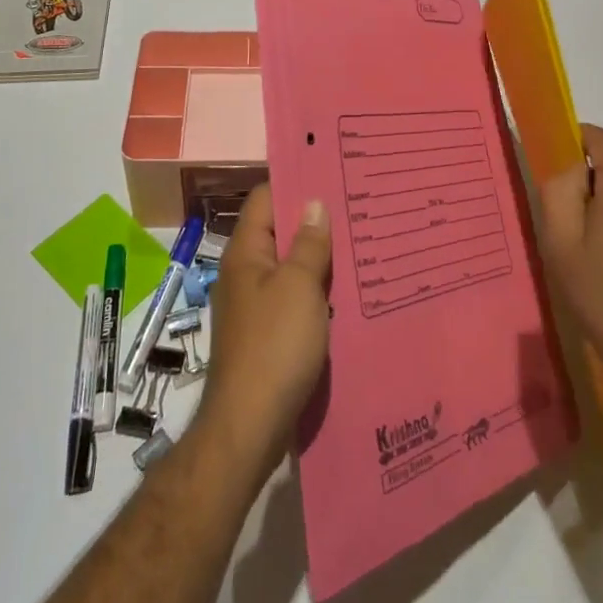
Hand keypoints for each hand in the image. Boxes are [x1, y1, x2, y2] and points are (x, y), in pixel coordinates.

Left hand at [196, 185, 330, 482]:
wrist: (249, 427)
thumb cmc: (274, 347)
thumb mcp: (298, 287)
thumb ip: (308, 244)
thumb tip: (313, 203)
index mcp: (245, 253)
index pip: (265, 198)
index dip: (294, 183)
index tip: (330, 174)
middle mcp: (245, 273)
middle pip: (278, 232)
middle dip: (313, 221)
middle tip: (354, 208)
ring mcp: (253, 306)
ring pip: (288, 267)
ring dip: (317, 258)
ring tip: (358, 244)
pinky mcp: (265, 335)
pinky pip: (292, 298)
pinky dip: (315, 292)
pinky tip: (345, 293)